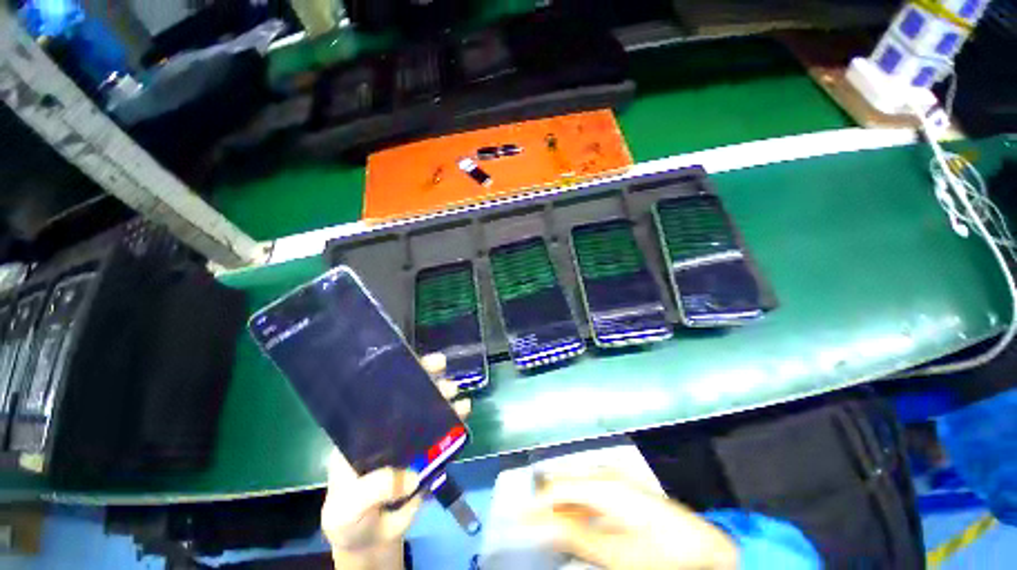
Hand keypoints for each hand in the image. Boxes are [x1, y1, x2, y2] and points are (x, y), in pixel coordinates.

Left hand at [322, 354, 470, 569]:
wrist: (371, 540)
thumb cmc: (349, 517)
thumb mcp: (349, 505)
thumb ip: (373, 489)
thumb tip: (413, 474)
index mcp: (363, 433)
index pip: (380, 397)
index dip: (397, 378)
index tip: (415, 364)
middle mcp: (388, 430)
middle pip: (409, 399)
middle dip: (428, 383)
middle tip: (445, 376)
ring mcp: (410, 441)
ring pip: (429, 413)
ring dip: (446, 401)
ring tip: (460, 398)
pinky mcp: (427, 454)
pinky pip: (443, 434)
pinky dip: (455, 421)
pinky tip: (465, 414)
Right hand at [526, 469, 738, 569]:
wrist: (703, 548)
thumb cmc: (659, 552)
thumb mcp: (614, 552)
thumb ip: (574, 535)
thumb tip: (539, 524)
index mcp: (602, 483)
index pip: (556, 487)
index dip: (535, 505)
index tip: (518, 522)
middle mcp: (604, 473)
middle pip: (563, 482)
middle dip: (546, 503)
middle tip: (532, 526)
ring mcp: (613, 478)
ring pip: (575, 487)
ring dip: (561, 507)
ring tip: (550, 528)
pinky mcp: (619, 487)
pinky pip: (588, 493)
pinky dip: (577, 508)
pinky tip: (575, 523)